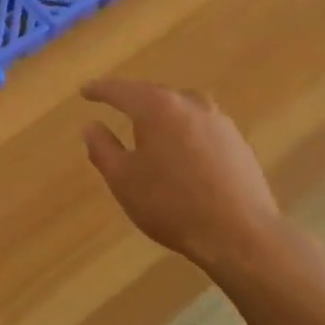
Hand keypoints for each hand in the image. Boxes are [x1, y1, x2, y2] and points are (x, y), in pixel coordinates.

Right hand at [82, 77, 286, 273]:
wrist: (239, 234)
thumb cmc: (171, 204)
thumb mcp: (123, 179)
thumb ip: (103, 148)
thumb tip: (91, 126)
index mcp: (158, 107)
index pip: (122, 90)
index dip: (100, 90)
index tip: (85, 90)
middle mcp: (191, 104)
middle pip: (155, 94)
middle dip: (133, 100)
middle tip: (114, 105)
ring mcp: (220, 122)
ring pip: (181, 109)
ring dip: (161, 116)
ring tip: (147, 128)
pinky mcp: (238, 143)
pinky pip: (200, 128)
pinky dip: (183, 133)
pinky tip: (180, 152)